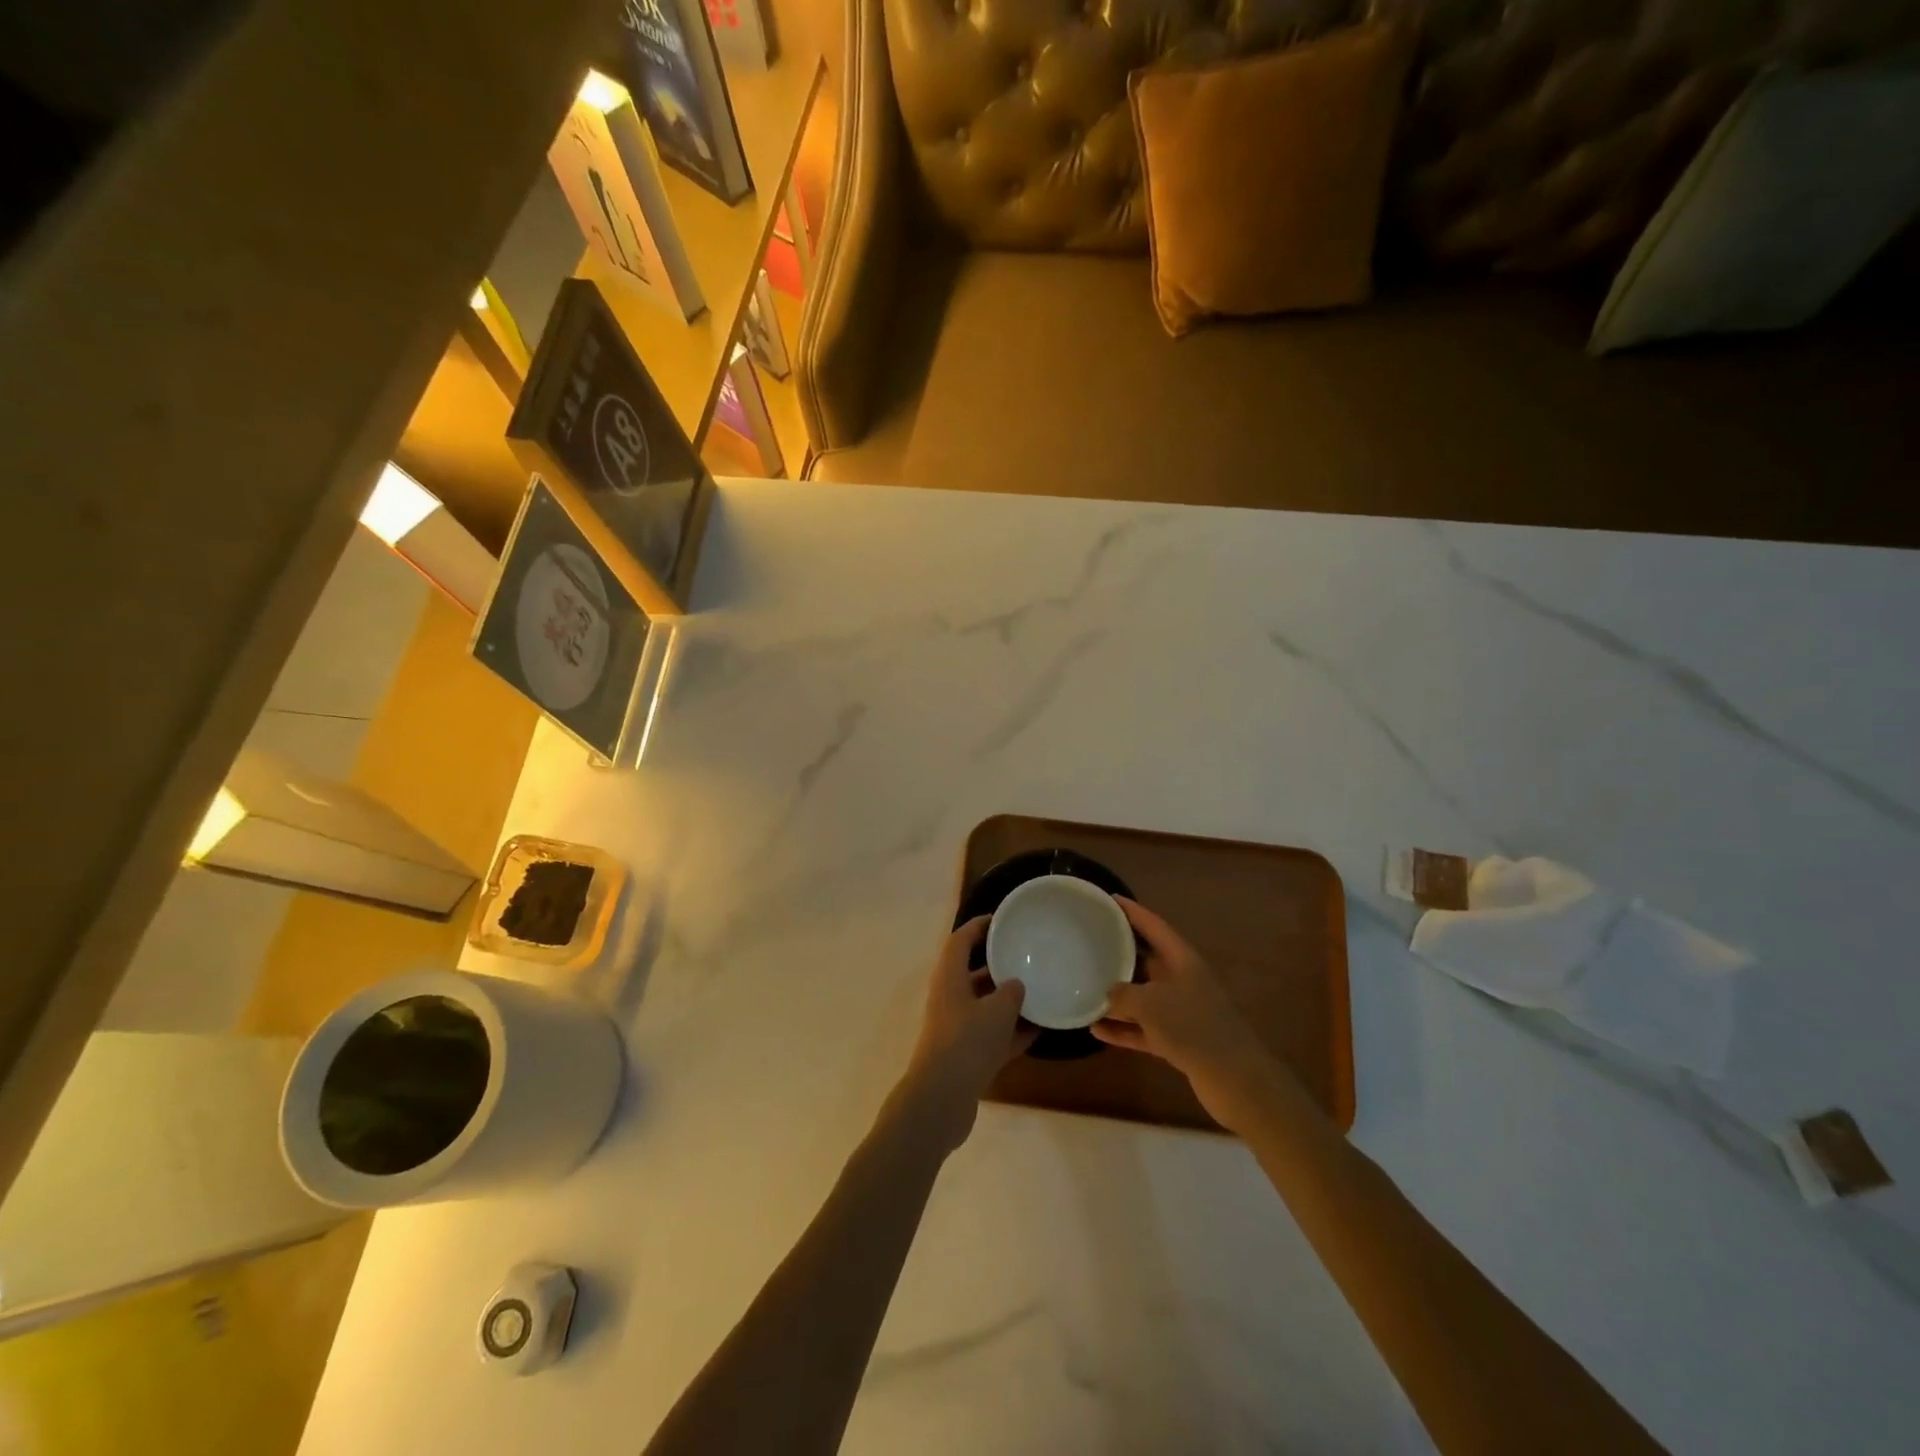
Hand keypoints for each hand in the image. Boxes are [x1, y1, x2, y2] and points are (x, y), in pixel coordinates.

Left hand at [896, 917, 1035, 1152]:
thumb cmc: (967, 1042)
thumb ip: (1010, 992)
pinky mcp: (966, 1055)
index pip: (960, 940)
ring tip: (1040, 990)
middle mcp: (950, 998)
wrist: (942, 1099)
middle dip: (998, 964)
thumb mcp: (997, 1010)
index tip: (1002, 919)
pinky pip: (993, 1034)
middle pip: (973, 972)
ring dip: (1008, 1000)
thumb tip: (1016, 985)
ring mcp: (957, 1028)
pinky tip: (1040, 1029)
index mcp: (949, 978)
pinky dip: (1012, 1031)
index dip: (979, 926)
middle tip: (1028, 955)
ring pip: (984, 1005)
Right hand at [1092, 898, 1285, 1131]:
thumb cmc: (1192, 1027)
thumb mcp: (1149, 1003)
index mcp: (1182, 959)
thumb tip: (1108, 994)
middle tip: (1090, 943)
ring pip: (1144, 995)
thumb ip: (1123, 994)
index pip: (1153, 925)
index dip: (1131, 911)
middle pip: (1147, 959)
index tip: (1109, 900)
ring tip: (1085, 987)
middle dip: (1120, 952)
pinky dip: (1124, 1029)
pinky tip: (1096, 1030)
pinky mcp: (1179, 1040)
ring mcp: (1182, 1011)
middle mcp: (1183, 979)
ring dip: (1117, 995)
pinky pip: (1144, 1028)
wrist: (1235, 1079)